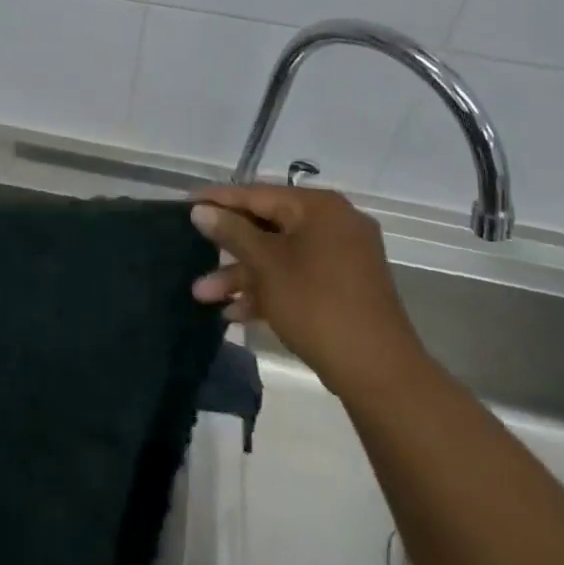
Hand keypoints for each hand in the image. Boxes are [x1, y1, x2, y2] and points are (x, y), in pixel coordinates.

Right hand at [190, 184, 431, 401]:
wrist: (377, 370)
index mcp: (319, 208)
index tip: (185, 204)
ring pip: (279, 256)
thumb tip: (201, 210)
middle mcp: (333, 224)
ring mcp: (340, 256)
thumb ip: (232, 232)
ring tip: (202, 295)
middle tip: (192, 252)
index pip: (258, 194)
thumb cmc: (316, 305)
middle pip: (267, 226)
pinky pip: (296, 275)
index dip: (219, 200)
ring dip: (242, 275)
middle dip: (228, 248)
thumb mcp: (267, 265)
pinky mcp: (341, 286)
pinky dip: (268, 289)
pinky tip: (234, 313)